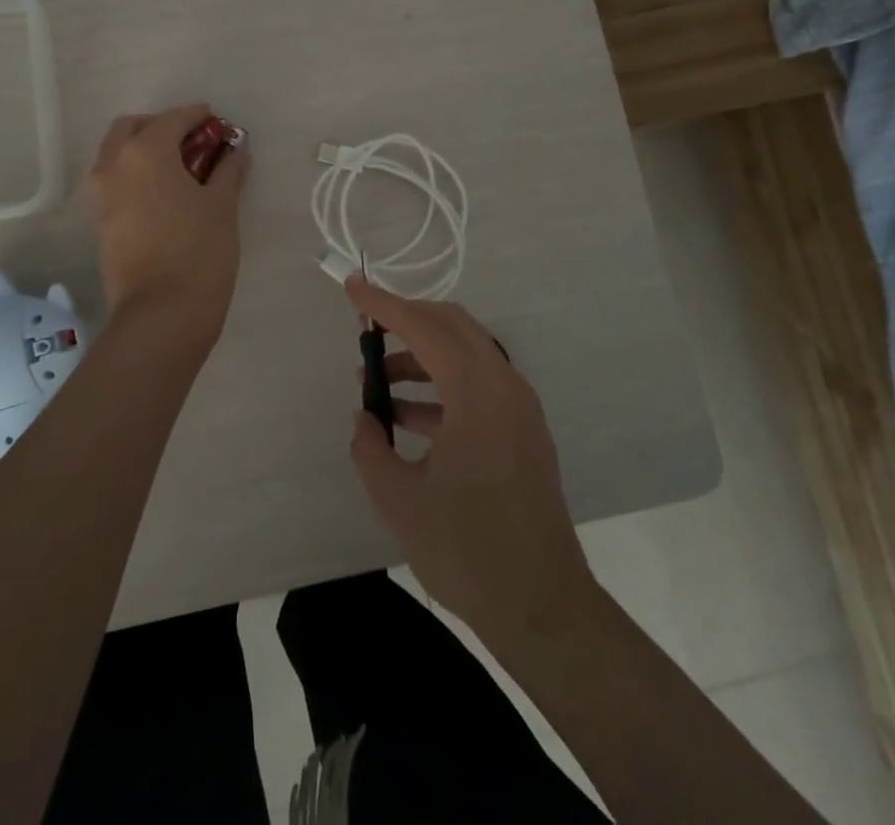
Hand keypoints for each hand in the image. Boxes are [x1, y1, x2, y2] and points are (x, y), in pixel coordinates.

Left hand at [86, 105, 249, 335]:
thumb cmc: (199, 251)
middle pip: (133, 127)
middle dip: (161, 126)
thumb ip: (228, 170)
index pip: (173, 119)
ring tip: (178, 168)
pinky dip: (133, 173)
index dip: (197, 116)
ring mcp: (99, 194)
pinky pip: (113, 180)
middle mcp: (113, 164)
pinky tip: (162, 192)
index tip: (216, 120)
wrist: (161, 314)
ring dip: (143, 148)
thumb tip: (237, 151)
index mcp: (145, 152)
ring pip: (116, 153)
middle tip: (191, 141)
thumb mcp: (222, 206)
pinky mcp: (97, 220)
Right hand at [346, 276, 596, 649]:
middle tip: (366, 332)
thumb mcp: (399, 499)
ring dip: (421, 357)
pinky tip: (407, 416)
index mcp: (476, 392)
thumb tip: (365, 419)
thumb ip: (370, 448)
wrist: (542, 607)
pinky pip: (477, 386)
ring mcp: (519, 408)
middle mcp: (504, 385)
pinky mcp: (523, 431)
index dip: (384, 304)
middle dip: (406, 320)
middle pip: (452, 326)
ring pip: (466, 355)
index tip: (352, 287)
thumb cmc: (467, 550)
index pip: (424, 327)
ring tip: (377, 383)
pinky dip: (441, 386)